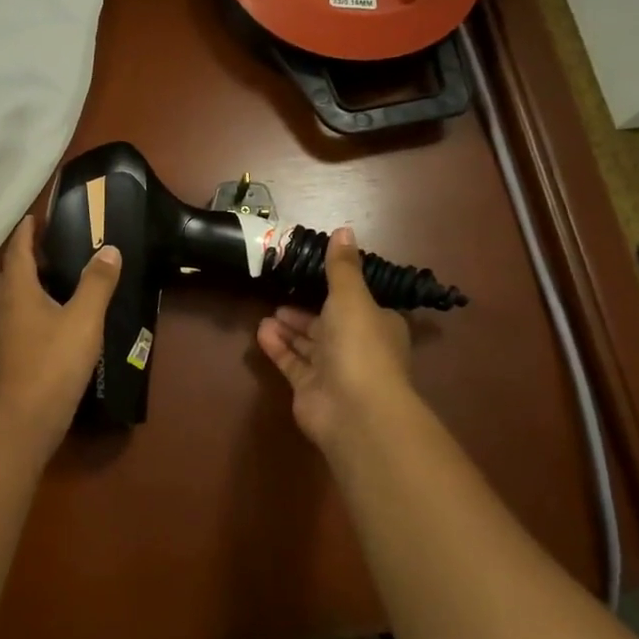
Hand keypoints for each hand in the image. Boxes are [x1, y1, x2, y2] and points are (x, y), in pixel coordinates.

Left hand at [0, 217, 120, 439]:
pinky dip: (33, 308)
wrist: (23, 420)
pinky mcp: (7, 355)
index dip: (27, 231)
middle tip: (54, 246)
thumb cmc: (53, 363)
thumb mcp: (83, 319)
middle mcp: (3, 306)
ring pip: (13, 298)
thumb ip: (97, 283)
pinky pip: (18, 319)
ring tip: (59, 278)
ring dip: (31, 284)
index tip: (36, 216)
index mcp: (18, 290)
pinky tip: (55, 319)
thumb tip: (110, 250)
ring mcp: (1, 333)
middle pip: (12, 273)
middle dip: (28, 256)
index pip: (18, 249)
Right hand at [256, 227, 415, 452]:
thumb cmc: (359, 345)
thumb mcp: (351, 296)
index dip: (337, 292)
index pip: (358, 304)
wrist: (355, 409)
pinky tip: (261, 332)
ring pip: (309, 345)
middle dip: (306, 313)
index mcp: (377, 324)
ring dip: (289, 329)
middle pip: (329, 325)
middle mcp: (358, 347)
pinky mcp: (311, 390)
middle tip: (280, 297)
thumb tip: (344, 229)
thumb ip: (342, 266)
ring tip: (267, 314)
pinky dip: (278, 347)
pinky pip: (293, 363)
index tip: (312, 278)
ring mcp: (334, 372)